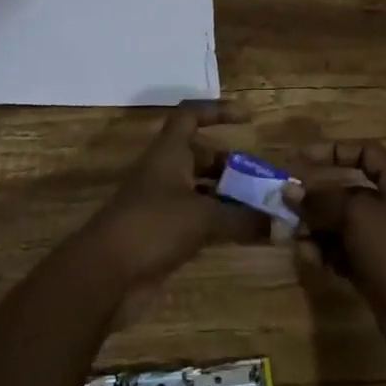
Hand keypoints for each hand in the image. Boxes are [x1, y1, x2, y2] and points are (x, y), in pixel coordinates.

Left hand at [80, 100, 267, 302]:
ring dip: (227, 197)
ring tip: (260, 208)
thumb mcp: (202, 217)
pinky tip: (242, 235)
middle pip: (201, 157)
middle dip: (231, 165)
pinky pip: (197, 220)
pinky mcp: (162, 235)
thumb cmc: (153, 225)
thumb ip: (241, 218)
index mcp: (169, 152)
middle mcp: (165, 172)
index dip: (217, 111)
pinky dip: (218, 224)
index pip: (191, 116)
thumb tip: (279, 223)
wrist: (105, 274)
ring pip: (200, 191)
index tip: (246, 119)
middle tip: (262, 179)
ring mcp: (162, 204)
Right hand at [285, 141, 385, 378]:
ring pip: (343, 227)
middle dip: (317, 196)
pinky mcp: (376, 277)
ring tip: (292, 235)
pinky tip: (308, 257)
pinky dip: (325, 254)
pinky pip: (344, 256)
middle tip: (285, 203)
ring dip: (316, 228)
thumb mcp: (359, 216)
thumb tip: (291, 191)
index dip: (334, 151)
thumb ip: (323, 201)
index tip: (301, 159)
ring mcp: (384, 246)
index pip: (366, 154)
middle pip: (348, 192)